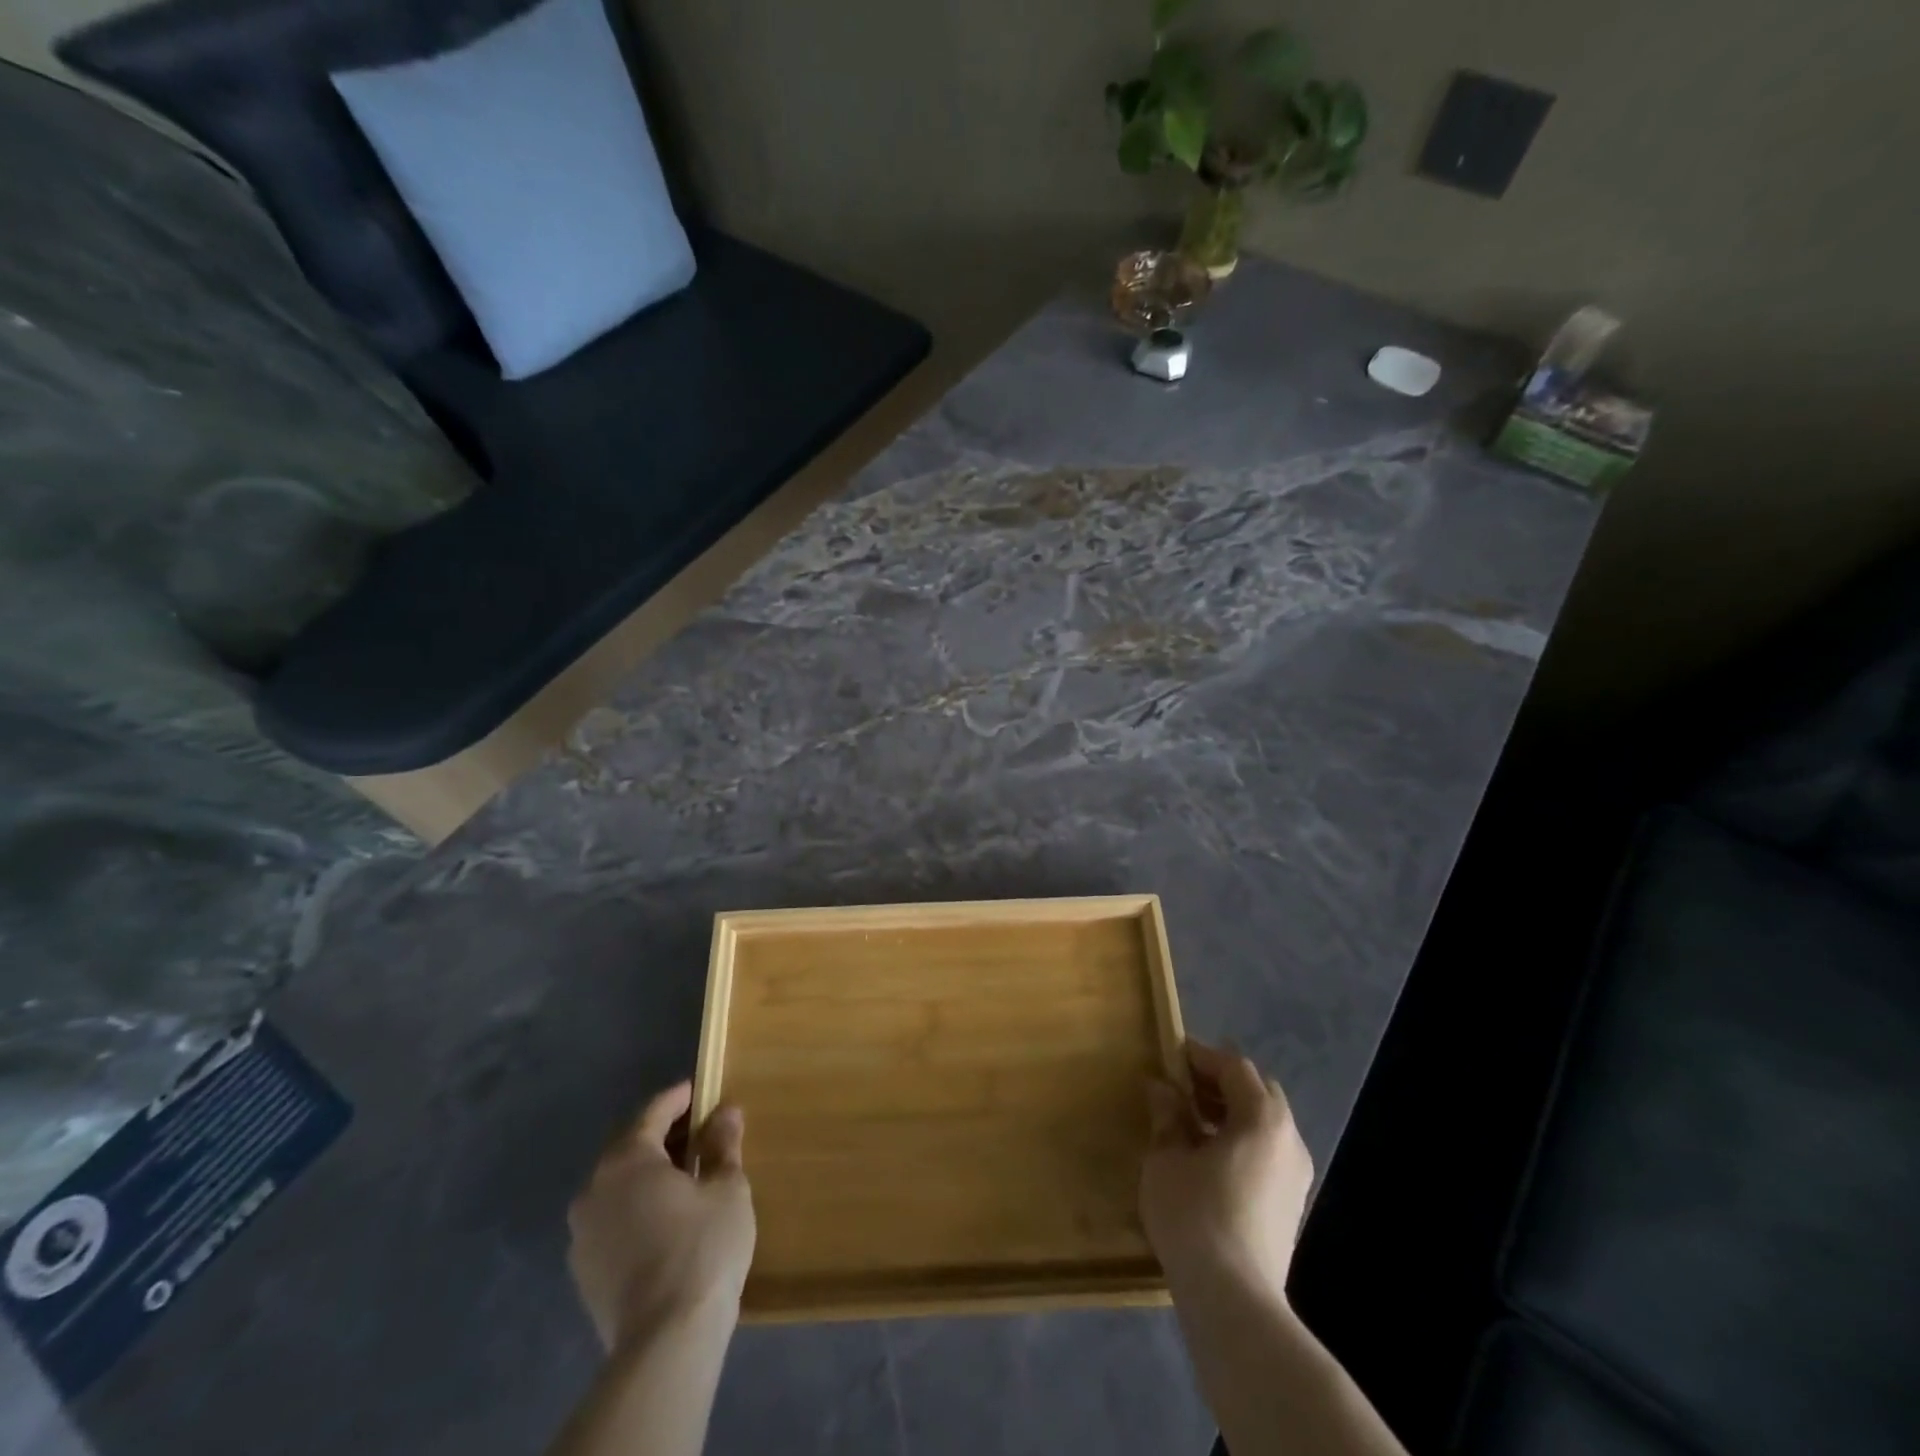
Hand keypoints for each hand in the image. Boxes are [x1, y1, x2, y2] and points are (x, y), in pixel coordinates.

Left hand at [566, 1081, 755, 1350]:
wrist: (665, 1342)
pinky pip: (612, 1220)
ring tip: (683, 1177)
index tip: (700, 1089)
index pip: (653, 1113)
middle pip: (630, 1147)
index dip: (679, 1098)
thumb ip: (723, 1146)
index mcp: (628, 1159)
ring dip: (647, 1175)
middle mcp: (594, 1189)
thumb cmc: (702, 1248)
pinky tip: (664, 1220)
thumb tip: (726, 1112)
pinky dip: (636, 1208)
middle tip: (699, 1132)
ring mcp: (582, 1234)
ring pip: (617, 1186)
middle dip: (663, 1136)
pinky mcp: (584, 1272)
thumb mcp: (726, 1188)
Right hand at [1140, 1040, 1312, 1305]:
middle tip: (1182, 1086)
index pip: (1234, 1067)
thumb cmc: (1196, 1216)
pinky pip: (1267, 1152)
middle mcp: (1289, 1139)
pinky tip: (1208, 1157)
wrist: (1235, 1302)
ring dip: (1230, 1112)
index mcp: (1263, 1118)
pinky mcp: (1290, 1205)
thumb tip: (1162, 1088)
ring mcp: (1296, 1175)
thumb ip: (1167, 1116)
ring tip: (1190, 1121)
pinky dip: (1240, 1140)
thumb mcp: (1167, 1158)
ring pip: (1264, 1124)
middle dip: (1220, 1082)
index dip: (1201, 1056)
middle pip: (1257, 1092)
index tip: (1171, 1054)